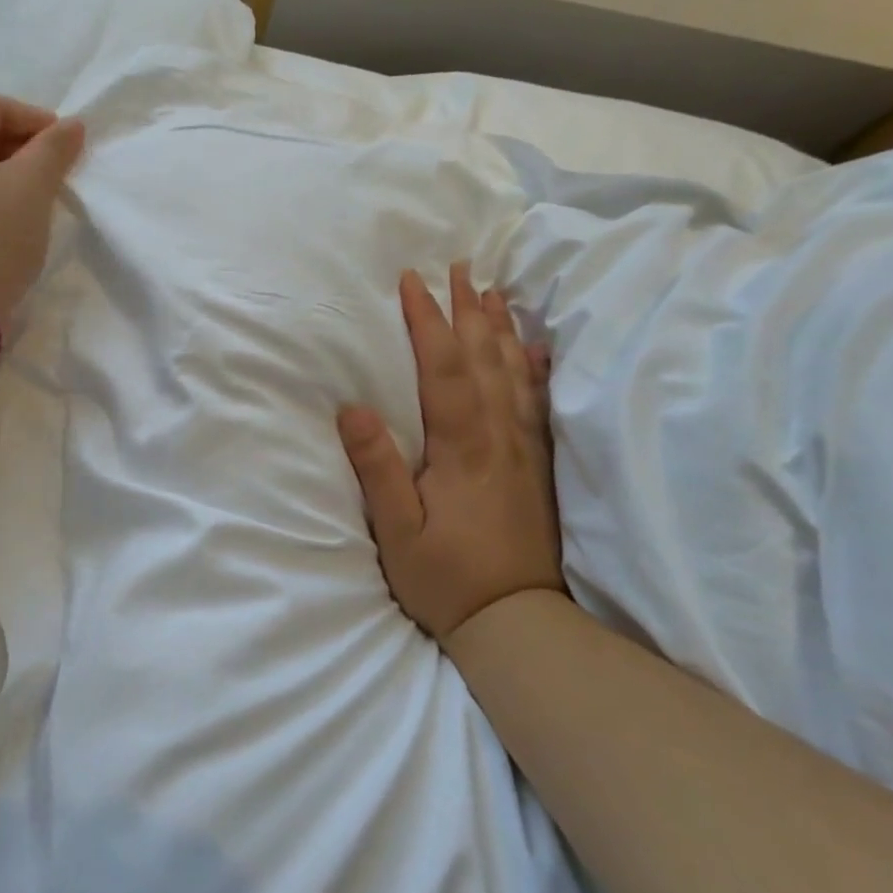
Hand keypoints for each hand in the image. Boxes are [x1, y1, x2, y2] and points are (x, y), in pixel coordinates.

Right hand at [338, 263, 562, 644]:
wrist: (519, 625)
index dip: (428, 321)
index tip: (413, 281)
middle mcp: (501, 437)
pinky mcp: (539, 466)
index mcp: (463, 447)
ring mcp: (526, 450)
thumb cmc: (447, 579)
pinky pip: (540, 403)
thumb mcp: (398, 532)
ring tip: (491, 290)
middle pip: (485, 358)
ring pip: (515, 373)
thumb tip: (352, 409)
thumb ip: (378, 469)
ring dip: (500, 327)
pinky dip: (536, 368)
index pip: (445, 369)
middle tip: (459, 267)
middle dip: (468, 309)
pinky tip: (536, 347)